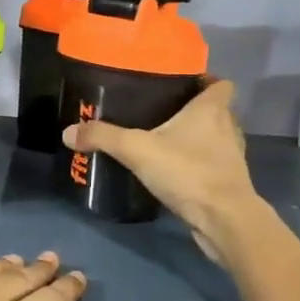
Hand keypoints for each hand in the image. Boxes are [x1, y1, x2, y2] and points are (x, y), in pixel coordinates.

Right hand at [62, 78, 271, 264]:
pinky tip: (173, 170)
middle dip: (193, 109)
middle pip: (216, 110)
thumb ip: (103, 137)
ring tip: (164, 140)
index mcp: (212, 109)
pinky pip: (211, 163)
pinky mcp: (228, 182)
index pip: (220, 83)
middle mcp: (227, 128)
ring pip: (214, 138)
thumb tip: (68, 132)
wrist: (224, 220)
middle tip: (161, 111)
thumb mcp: (137, 149)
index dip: (205, 80)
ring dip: (196, 138)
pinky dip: (196, 163)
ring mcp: (231, 157)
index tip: (181, 84)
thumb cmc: (187, 171)